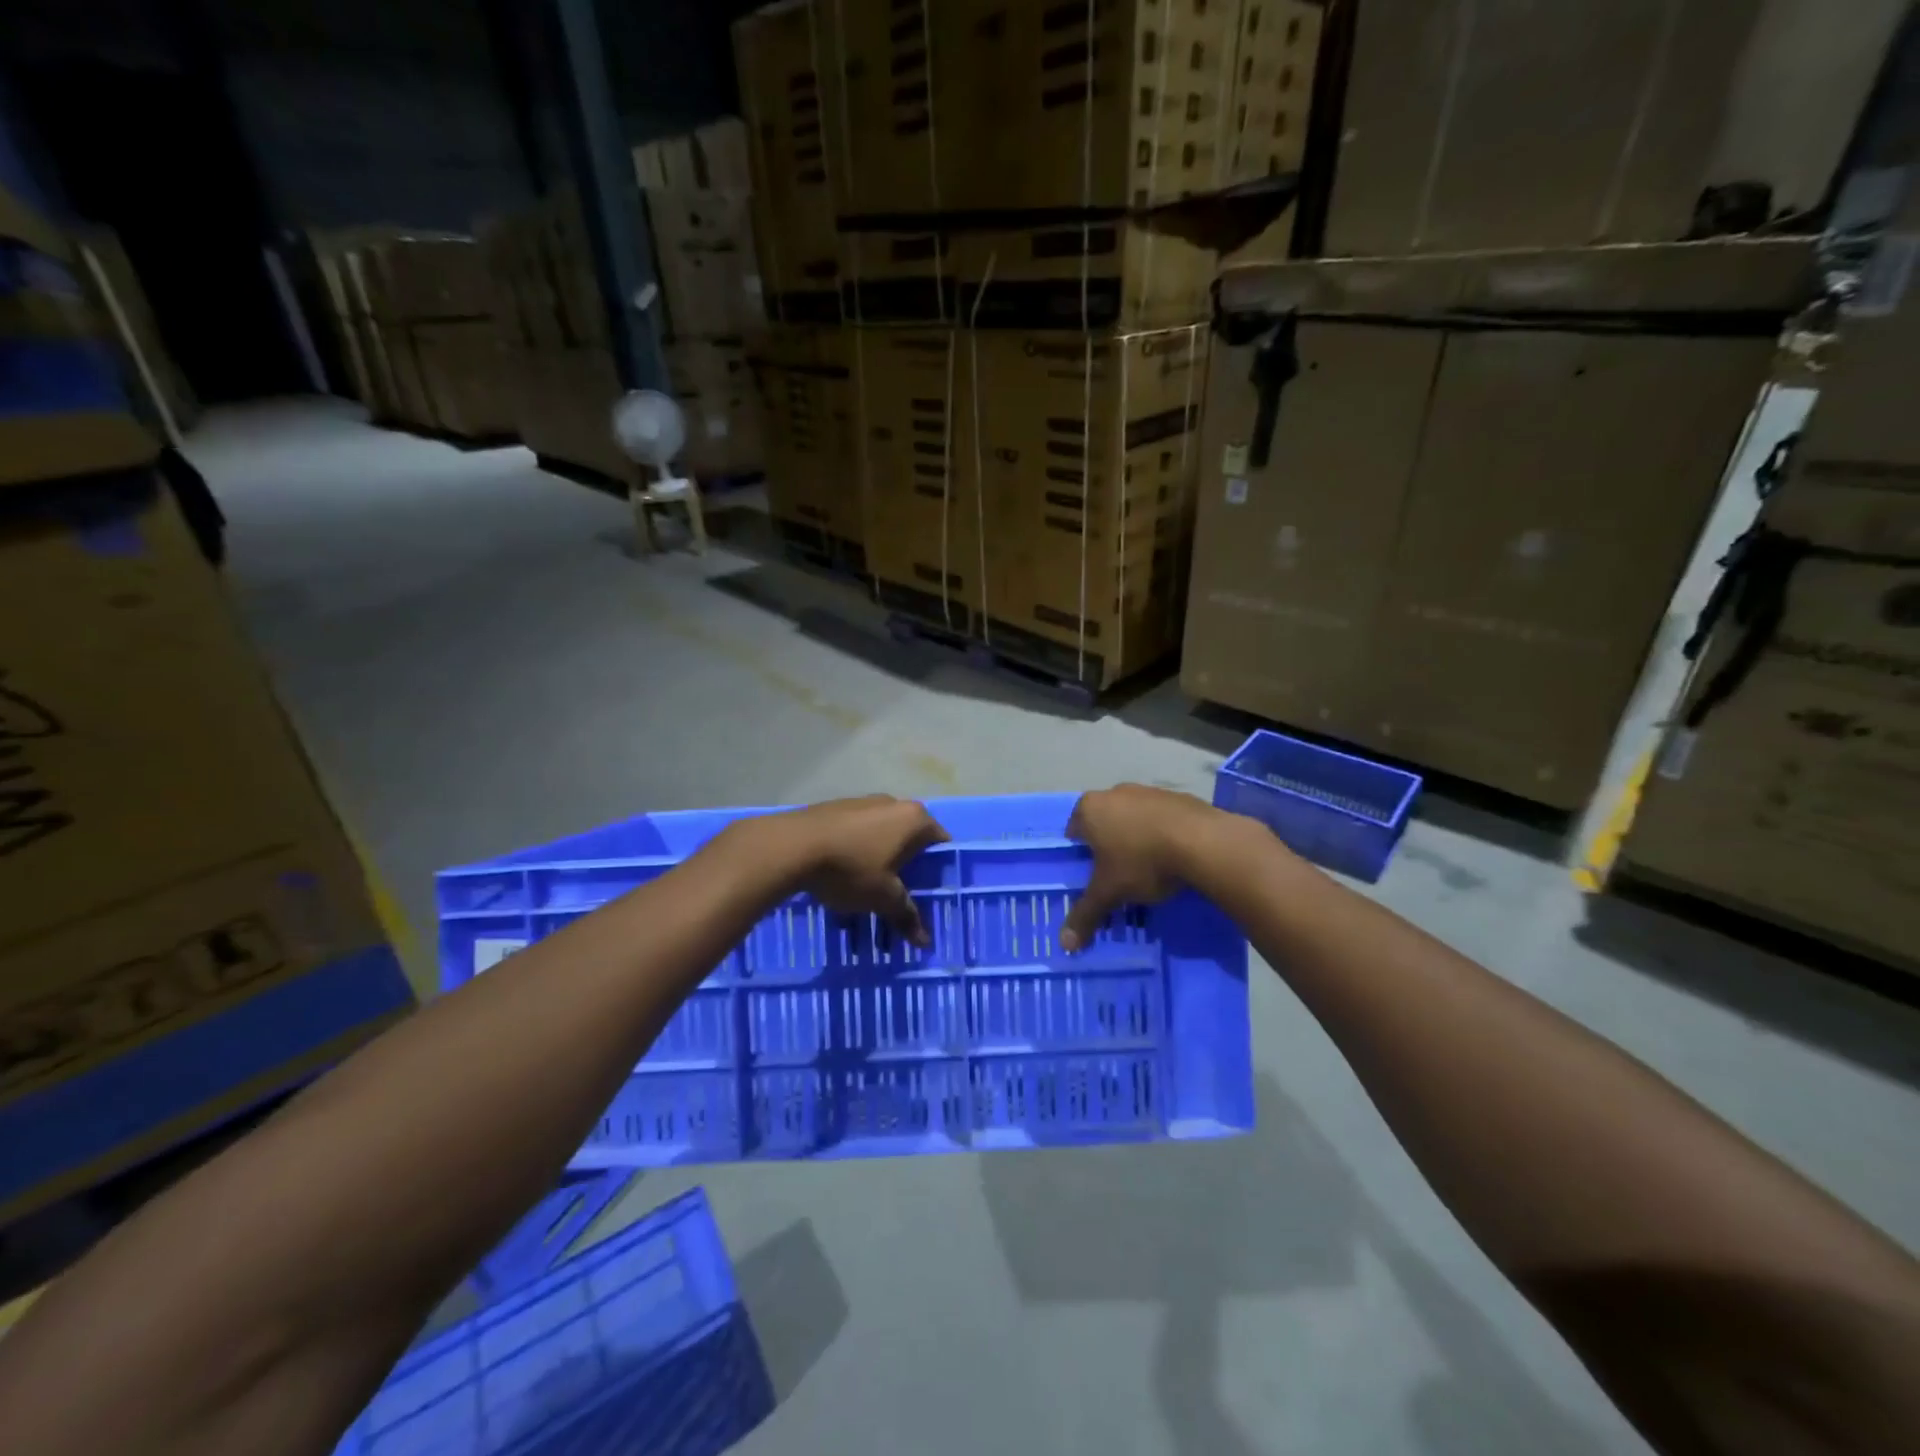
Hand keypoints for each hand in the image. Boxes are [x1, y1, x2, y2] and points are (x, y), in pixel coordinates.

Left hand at [751, 796, 949, 945]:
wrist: (792, 846)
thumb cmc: (851, 868)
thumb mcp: (883, 898)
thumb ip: (906, 915)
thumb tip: (925, 941)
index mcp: (914, 819)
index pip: (940, 842)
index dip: (938, 871)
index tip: (930, 894)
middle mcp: (892, 803)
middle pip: (909, 840)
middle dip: (905, 870)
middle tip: (899, 898)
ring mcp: (862, 803)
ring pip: (879, 838)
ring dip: (877, 864)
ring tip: (866, 895)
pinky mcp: (835, 809)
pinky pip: (855, 835)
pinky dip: (855, 855)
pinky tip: (840, 880)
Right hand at [1061, 785, 1224, 949]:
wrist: (1203, 842)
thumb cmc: (1143, 861)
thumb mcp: (1110, 892)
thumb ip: (1086, 915)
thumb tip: (1065, 945)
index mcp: (1090, 808)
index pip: (1073, 832)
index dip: (1080, 855)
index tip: (1092, 875)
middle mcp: (1115, 792)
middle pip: (1104, 823)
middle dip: (1109, 846)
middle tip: (1118, 875)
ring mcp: (1148, 791)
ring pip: (1133, 819)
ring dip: (1137, 839)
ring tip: (1149, 868)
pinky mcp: (1178, 797)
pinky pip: (1161, 819)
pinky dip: (1162, 834)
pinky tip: (1173, 856)